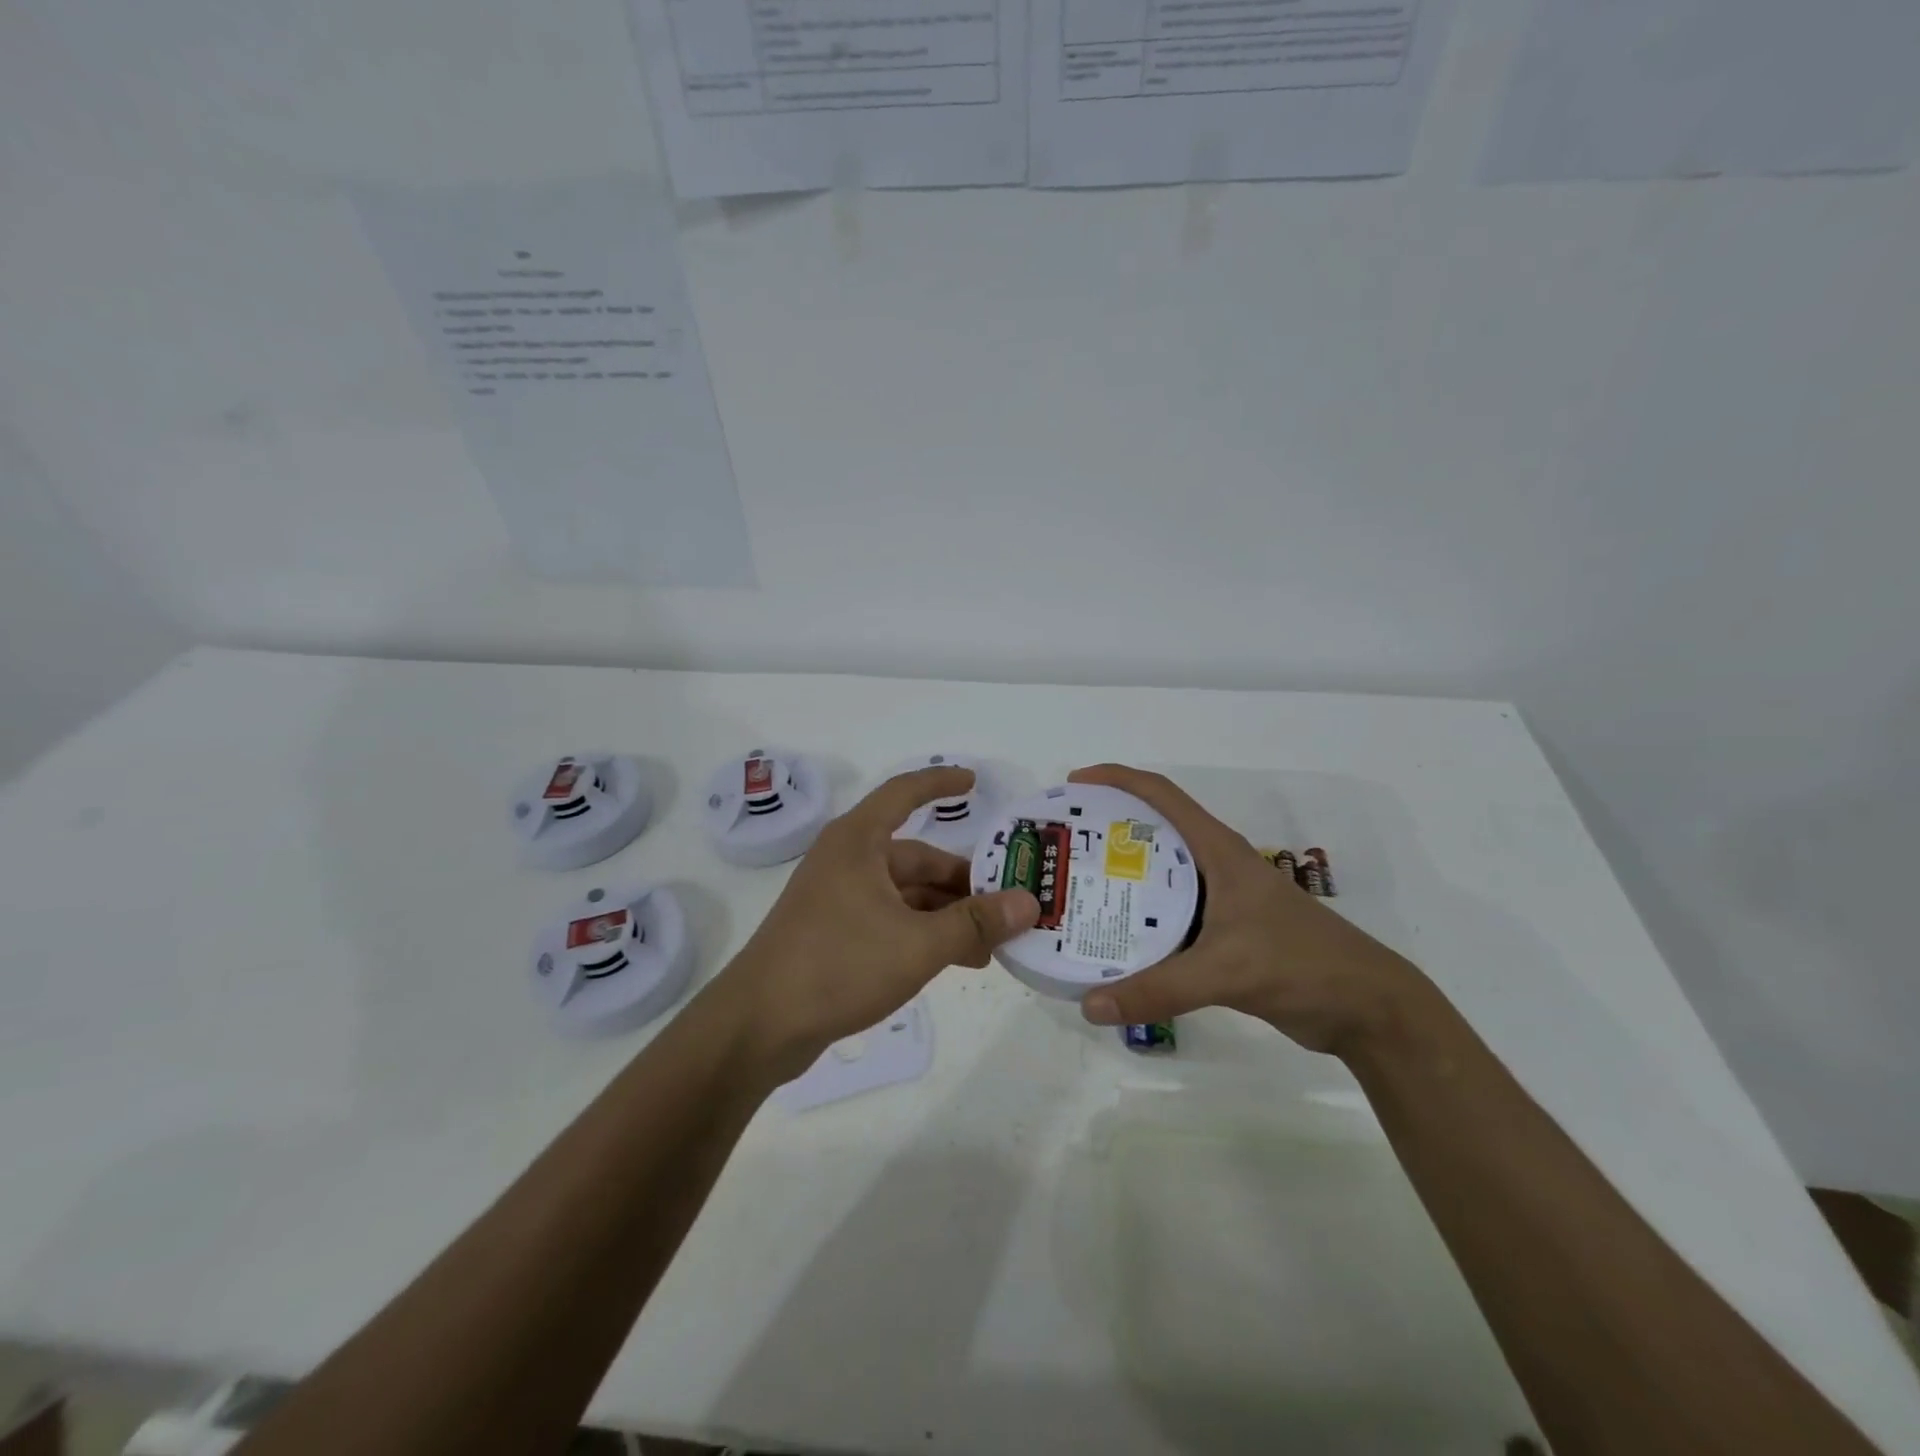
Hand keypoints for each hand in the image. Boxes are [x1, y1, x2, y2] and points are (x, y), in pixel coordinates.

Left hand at [715, 766, 1039, 1079]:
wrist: (759, 1026)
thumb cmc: (838, 964)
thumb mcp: (917, 943)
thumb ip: (975, 922)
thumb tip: (1029, 902)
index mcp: (859, 842)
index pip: (904, 793)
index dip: (940, 783)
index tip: (974, 782)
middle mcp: (847, 861)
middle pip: (916, 858)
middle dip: (962, 883)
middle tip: (1006, 905)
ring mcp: (838, 898)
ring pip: (906, 895)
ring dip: (946, 914)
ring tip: (989, 944)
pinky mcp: (833, 933)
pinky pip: (891, 920)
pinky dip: (922, 933)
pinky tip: (953, 960)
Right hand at [1067, 764, 1425, 1055]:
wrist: (1366, 1009)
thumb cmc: (1302, 965)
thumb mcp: (1226, 971)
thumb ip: (1158, 989)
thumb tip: (1089, 1005)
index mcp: (1218, 851)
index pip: (1161, 795)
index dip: (1116, 780)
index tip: (1074, 786)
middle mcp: (1215, 867)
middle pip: (1152, 833)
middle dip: (1105, 832)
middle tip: (1062, 850)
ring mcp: (1221, 901)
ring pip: (1158, 879)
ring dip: (1119, 881)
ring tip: (1074, 894)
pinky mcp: (1224, 935)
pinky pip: (1168, 918)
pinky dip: (1138, 922)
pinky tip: (1111, 943)